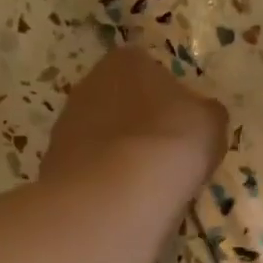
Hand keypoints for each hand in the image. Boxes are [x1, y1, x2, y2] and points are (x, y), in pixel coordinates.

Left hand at [41, 46, 229, 191]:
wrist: (115, 194)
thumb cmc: (170, 143)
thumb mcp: (210, 123)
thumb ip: (204, 113)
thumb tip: (198, 117)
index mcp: (125, 60)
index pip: (147, 69)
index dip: (166, 98)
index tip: (179, 127)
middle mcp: (88, 84)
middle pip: (118, 103)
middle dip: (136, 126)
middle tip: (161, 157)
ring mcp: (65, 125)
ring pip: (99, 138)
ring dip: (116, 156)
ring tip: (142, 186)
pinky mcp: (52, 164)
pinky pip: (87, 170)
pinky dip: (101, 182)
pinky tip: (118, 202)